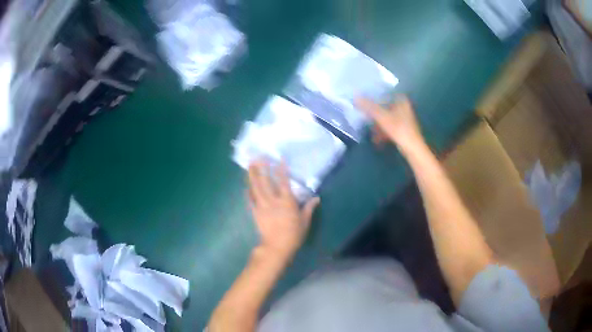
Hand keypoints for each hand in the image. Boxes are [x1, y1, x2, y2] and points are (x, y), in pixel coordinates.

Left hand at [247, 160, 319, 261]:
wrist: (276, 247)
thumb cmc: (293, 235)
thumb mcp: (305, 221)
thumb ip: (309, 208)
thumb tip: (316, 198)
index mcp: (286, 201)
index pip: (283, 181)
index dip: (281, 169)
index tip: (279, 158)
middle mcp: (272, 200)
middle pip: (265, 181)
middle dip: (261, 168)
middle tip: (258, 157)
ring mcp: (261, 206)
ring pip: (255, 188)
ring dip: (252, 175)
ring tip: (249, 165)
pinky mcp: (255, 212)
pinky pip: (250, 200)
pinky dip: (247, 192)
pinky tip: (245, 186)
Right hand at [356, 95, 424, 154]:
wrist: (413, 149)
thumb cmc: (399, 129)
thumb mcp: (382, 117)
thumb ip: (369, 107)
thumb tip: (355, 96)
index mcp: (401, 101)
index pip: (386, 94)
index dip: (376, 96)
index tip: (365, 99)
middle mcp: (404, 108)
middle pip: (385, 107)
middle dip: (375, 113)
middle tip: (364, 115)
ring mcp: (404, 120)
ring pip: (387, 119)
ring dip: (378, 125)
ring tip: (370, 131)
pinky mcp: (403, 130)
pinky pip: (390, 128)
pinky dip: (383, 133)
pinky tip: (376, 140)